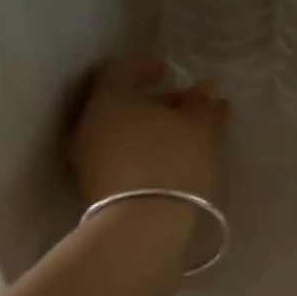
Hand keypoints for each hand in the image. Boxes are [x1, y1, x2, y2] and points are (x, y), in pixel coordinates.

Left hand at [71, 54, 226, 204]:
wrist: (142, 230)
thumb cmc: (172, 163)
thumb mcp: (199, 128)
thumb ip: (203, 103)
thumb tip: (208, 87)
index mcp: (109, 99)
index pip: (120, 69)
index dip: (144, 65)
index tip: (168, 71)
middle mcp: (90, 125)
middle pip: (120, 103)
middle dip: (154, 102)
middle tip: (185, 107)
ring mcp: (89, 160)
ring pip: (121, 133)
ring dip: (150, 129)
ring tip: (185, 137)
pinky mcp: (96, 189)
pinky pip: (121, 157)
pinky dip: (143, 151)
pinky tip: (170, 161)